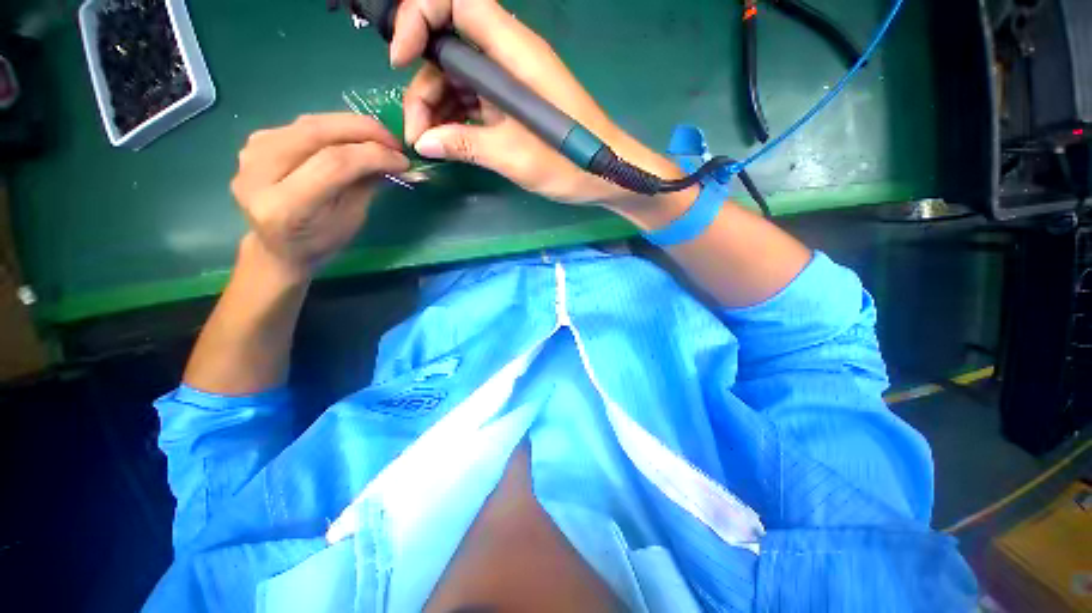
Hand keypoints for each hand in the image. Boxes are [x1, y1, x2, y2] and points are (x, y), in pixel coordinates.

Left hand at [230, 114, 409, 279]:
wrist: (277, 245)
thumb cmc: (320, 241)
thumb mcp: (351, 219)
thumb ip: (367, 185)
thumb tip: (396, 161)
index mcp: (284, 206)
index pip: (333, 164)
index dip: (372, 156)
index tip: (403, 160)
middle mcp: (259, 173)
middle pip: (316, 133)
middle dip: (363, 131)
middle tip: (394, 140)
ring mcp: (252, 152)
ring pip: (310, 124)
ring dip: (350, 126)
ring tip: (379, 138)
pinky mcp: (256, 141)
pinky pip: (302, 125)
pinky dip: (333, 127)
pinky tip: (353, 138)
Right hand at [393, 0, 687, 209]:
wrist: (606, 175)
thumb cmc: (570, 163)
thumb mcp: (515, 157)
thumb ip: (467, 145)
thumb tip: (424, 142)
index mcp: (514, 54)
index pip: (456, 3)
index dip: (419, 17)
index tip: (400, 59)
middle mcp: (509, 59)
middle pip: (448, 50)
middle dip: (423, 88)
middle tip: (418, 135)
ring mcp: (510, 84)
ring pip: (457, 81)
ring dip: (437, 110)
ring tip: (432, 147)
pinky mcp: (513, 107)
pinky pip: (474, 104)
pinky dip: (457, 121)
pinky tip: (450, 145)